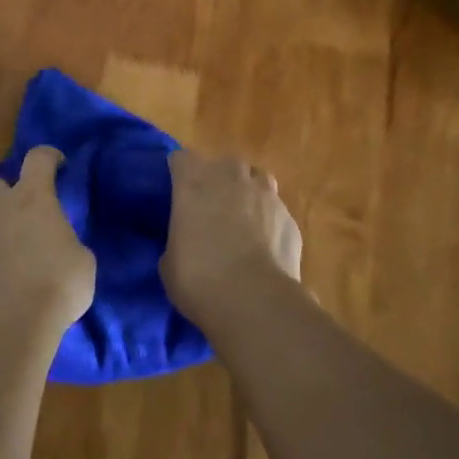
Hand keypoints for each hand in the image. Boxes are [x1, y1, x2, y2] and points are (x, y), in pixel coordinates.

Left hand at [0, 146, 95, 330]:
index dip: (49, 158)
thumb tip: (59, 246)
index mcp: (32, 197)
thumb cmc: (56, 285)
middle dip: (7, 196)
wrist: (8, 325)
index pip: (39, 158)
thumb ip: (66, 241)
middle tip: (22, 219)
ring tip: (1, 251)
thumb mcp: (81, 260)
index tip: (58, 166)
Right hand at [161, 148, 301, 325]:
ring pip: (257, 178)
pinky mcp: (290, 217)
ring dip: (248, 192)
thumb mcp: (169, 261)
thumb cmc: (199, 278)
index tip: (177, 192)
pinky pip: (276, 209)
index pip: (182, 159)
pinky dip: (269, 221)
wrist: (254, 300)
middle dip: (218, 179)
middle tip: (211, 207)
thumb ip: (179, 238)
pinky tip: (265, 245)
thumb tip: (187, 242)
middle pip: (224, 163)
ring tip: (243, 218)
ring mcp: (265, 194)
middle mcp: (230, 178)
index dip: (179, 173)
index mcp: (194, 182)